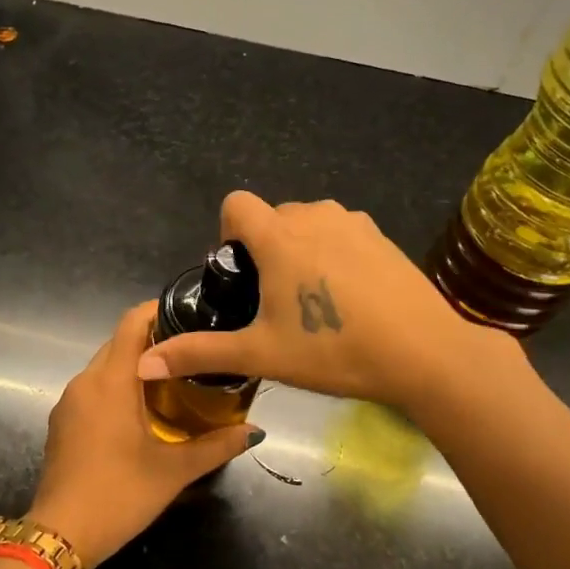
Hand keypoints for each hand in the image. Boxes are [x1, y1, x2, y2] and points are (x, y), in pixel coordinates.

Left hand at [30, 302, 260, 566]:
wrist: (61, 535)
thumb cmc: (119, 494)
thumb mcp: (174, 471)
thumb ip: (216, 445)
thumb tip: (255, 431)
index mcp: (111, 381)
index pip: (131, 323)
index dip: (158, 310)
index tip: (189, 314)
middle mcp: (84, 381)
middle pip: (118, 343)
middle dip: (152, 341)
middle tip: (191, 353)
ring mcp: (68, 402)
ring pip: (103, 367)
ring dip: (133, 367)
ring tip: (172, 380)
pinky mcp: (61, 423)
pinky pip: (92, 390)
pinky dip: (116, 388)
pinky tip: (139, 411)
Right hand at [135, 192, 522, 413]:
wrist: (425, 354)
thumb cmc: (334, 350)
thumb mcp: (261, 354)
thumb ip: (200, 353)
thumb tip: (144, 364)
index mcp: (280, 236)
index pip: (236, 204)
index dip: (228, 233)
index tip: (240, 274)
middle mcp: (314, 216)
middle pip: (272, 215)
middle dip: (263, 247)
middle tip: (274, 300)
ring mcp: (353, 222)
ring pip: (307, 222)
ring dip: (298, 248)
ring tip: (311, 299)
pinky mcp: (381, 235)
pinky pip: (340, 231)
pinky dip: (332, 252)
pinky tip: (348, 296)